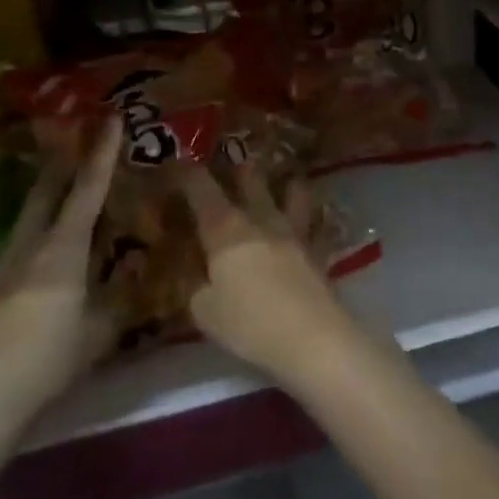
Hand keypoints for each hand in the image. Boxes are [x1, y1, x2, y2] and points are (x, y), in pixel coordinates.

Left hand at [0, 118, 122, 425]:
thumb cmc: (47, 360)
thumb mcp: (100, 333)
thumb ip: (119, 302)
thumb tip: (135, 281)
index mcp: (62, 249)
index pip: (87, 190)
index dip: (102, 154)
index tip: (109, 119)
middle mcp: (29, 247)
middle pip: (45, 193)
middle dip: (63, 165)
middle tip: (76, 141)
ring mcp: (0, 269)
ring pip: (27, 221)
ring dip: (45, 201)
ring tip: (63, 199)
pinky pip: (16, 251)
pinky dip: (34, 240)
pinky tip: (40, 262)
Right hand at [177, 162, 356, 386]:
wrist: (311, 337)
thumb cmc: (249, 323)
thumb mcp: (205, 313)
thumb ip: (198, 290)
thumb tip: (201, 281)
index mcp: (226, 231)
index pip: (202, 191)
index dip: (188, 174)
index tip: (179, 162)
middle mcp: (261, 221)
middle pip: (251, 181)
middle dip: (239, 168)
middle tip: (233, 161)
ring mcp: (294, 233)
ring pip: (293, 194)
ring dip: (286, 183)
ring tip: (285, 179)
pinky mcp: (318, 252)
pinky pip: (317, 227)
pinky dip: (316, 220)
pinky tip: (317, 220)